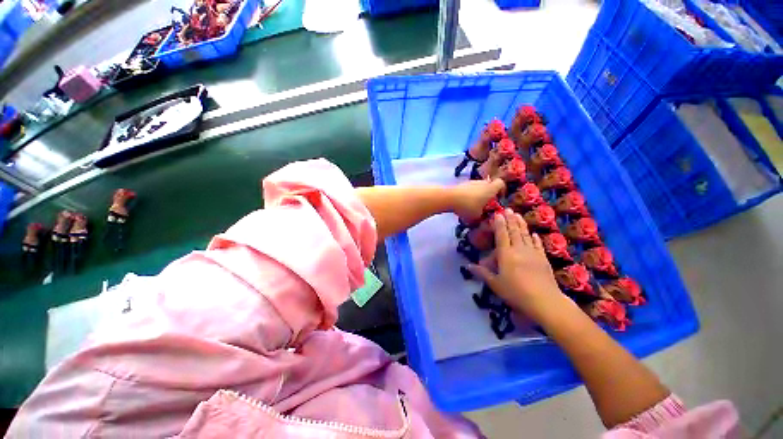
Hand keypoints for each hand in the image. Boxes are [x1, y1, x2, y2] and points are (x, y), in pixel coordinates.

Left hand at [450, 179, 505, 223]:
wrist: (449, 198)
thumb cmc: (468, 207)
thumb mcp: (477, 217)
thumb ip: (483, 218)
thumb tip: (483, 220)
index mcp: (490, 188)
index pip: (501, 184)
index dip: (502, 191)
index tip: (499, 199)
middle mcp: (482, 182)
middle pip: (489, 185)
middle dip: (488, 195)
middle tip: (485, 205)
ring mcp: (470, 182)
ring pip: (478, 187)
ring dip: (477, 195)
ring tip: (473, 206)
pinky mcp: (461, 184)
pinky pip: (469, 189)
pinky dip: (468, 195)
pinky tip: (463, 205)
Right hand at [467, 209, 563, 320]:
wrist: (545, 301)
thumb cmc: (515, 293)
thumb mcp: (495, 284)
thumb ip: (482, 273)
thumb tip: (468, 265)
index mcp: (506, 255)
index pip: (502, 235)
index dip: (499, 224)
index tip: (497, 214)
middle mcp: (519, 250)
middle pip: (514, 232)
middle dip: (510, 220)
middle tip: (508, 209)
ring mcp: (533, 253)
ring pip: (525, 235)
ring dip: (521, 224)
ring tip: (518, 215)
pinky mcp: (543, 259)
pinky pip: (537, 245)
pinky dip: (534, 238)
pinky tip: (533, 234)